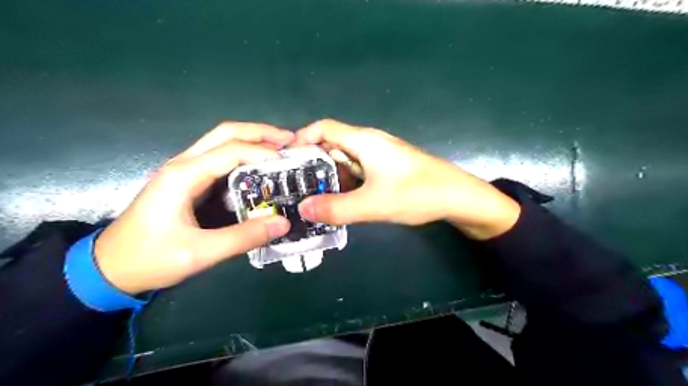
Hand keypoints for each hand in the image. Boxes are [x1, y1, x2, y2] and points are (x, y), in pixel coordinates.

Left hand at [94, 123, 291, 294]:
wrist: (110, 268)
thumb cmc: (150, 258)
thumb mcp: (200, 253)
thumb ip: (244, 237)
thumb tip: (283, 223)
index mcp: (184, 175)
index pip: (232, 151)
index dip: (264, 153)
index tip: (290, 163)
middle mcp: (184, 164)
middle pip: (225, 133)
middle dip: (260, 132)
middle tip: (290, 140)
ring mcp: (183, 169)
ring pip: (221, 141)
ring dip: (252, 140)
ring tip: (280, 148)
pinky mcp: (186, 180)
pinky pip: (218, 157)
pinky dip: (242, 154)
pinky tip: (258, 165)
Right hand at [291, 120, 521, 239]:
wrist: (457, 196)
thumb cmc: (416, 193)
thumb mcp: (372, 204)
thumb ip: (336, 208)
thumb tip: (303, 209)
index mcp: (364, 140)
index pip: (323, 128)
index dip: (302, 139)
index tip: (285, 160)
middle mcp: (370, 142)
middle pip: (332, 144)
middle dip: (312, 162)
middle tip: (294, 184)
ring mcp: (380, 155)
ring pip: (346, 159)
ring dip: (330, 174)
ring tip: (312, 195)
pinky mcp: (388, 168)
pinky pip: (359, 170)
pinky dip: (346, 181)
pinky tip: (340, 198)